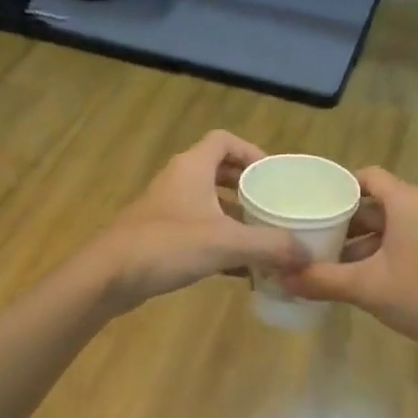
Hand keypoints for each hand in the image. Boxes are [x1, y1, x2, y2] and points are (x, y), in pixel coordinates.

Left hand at [90, 131, 309, 309]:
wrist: (108, 276)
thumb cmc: (167, 245)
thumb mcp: (226, 243)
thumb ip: (270, 246)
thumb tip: (309, 256)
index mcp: (192, 167)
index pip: (224, 140)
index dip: (251, 151)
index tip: (273, 174)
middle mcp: (179, 181)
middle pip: (218, 171)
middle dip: (248, 187)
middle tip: (274, 205)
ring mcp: (166, 209)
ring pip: (208, 203)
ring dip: (235, 216)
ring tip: (264, 236)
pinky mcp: (159, 236)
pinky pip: (198, 230)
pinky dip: (220, 241)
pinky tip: (241, 268)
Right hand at [282, 167, 417, 354]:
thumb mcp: (367, 288)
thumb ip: (322, 280)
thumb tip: (282, 277)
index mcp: (406, 200)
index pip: (366, 177)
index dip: (337, 188)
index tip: (311, 205)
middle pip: (377, 204)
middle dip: (346, 222)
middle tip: (314, 240)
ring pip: (394, 226)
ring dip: (366, 242)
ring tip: (335, 265)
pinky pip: (411, 241)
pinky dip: (388, 252)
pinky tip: (371, 279)